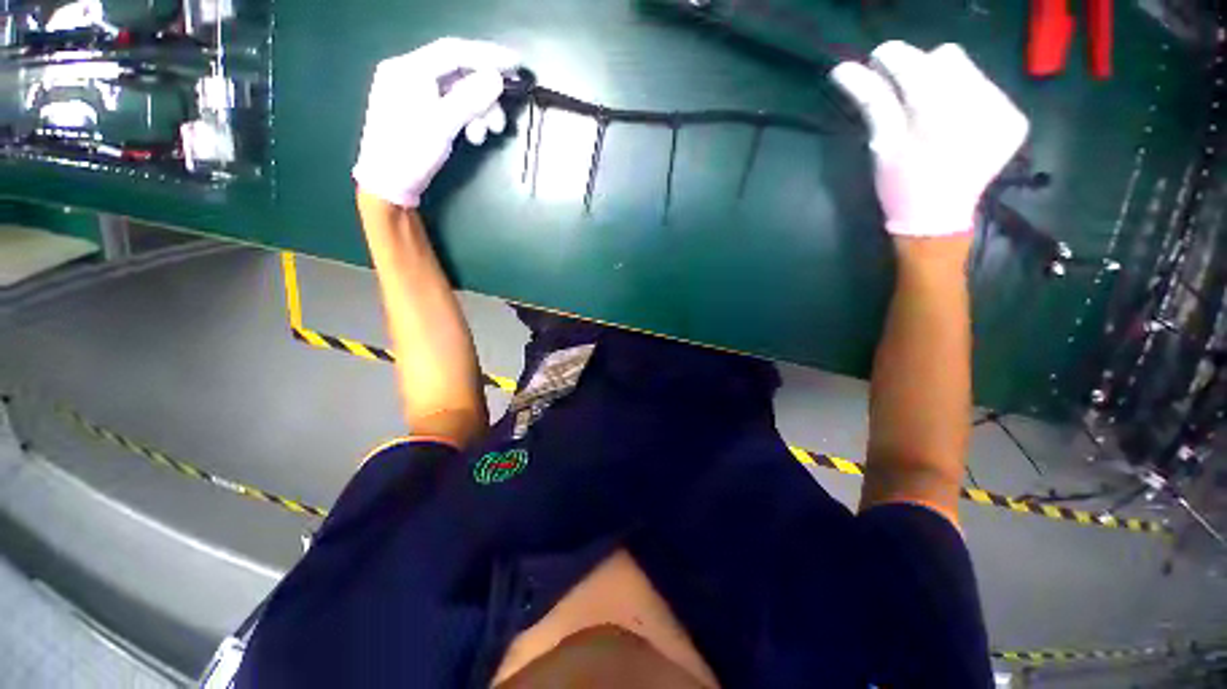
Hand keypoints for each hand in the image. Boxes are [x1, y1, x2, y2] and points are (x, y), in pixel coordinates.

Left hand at [352, 37, 520, 208]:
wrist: (388, 184)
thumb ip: (469, 99)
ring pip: (457, 92)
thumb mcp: (441, 125)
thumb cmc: (409, 153)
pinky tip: (474, 135)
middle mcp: (410, 74)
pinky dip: (467, 117)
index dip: (487, 55)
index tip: (516, 64)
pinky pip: (451, 105)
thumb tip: (496, 78)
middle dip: (484, 95)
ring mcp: (414, 93)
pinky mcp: (421, 111)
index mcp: (408, 69)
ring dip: (479, 110)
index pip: (453, 51)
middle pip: (457, 73)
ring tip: (487, 134)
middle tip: (501, 118)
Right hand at [831, 41, 1028, 237]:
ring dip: (944, 83)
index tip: (877, 61)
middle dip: (922, 71)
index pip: (917, 65)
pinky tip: (955, 124)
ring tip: (932, 115)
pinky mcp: (1015, 119)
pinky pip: (986, 87)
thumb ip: (871, 100)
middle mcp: (982, 108)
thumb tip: (843, 68)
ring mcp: (1004, 112)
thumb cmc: (902, 187)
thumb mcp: (881, 145)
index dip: (894, 58)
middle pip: (948, 58)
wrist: (937, 219)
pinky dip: (965, 97)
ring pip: (968, 70)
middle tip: (907, 100)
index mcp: (941, 119)